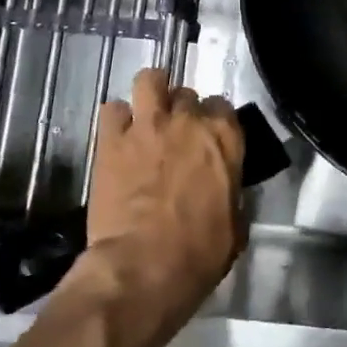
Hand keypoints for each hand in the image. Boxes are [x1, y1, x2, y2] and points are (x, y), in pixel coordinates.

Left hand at [81, 68, 245, 332]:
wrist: (144, 266)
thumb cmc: (199, 253)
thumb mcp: (235, 225)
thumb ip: (230, 195)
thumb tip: (224, 194)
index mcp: (224, 138)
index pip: (223, 107)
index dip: (214, 121)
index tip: (208, 138)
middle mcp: (188, 121)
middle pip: (187, 94)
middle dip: (182, 110)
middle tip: (175, 134)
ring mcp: (148, 126)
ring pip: (150, 80)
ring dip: (151, 93)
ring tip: (146, 112)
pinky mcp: (111, 140)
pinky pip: (111, 109)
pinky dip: (116, 119)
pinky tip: (117, 137)